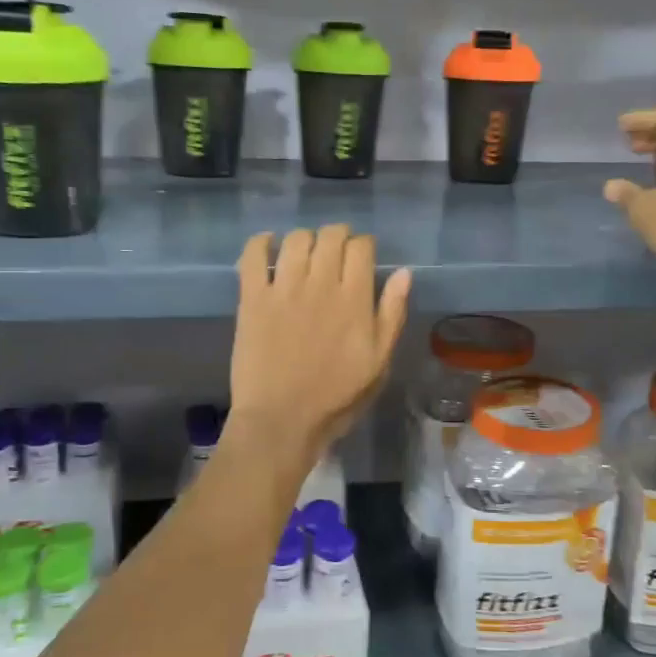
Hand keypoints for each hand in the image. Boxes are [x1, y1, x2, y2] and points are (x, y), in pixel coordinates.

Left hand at [229, 226, 411, 461]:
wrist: (281, 420)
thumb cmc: (336, 397)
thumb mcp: (378, 362)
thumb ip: (392, 314)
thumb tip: (404, 273)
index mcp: (353, 299)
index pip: (361, 247)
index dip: (364, 245)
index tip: (362, 256)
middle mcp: (319, 284)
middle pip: (330, 236)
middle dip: (337, 236)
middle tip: (335, 253)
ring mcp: (282, 289)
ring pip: (295, 240)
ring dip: (305, 239)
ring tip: (306, 254)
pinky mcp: (252, 298)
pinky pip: (252, 256)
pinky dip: (260, 243)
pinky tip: (268, 245)